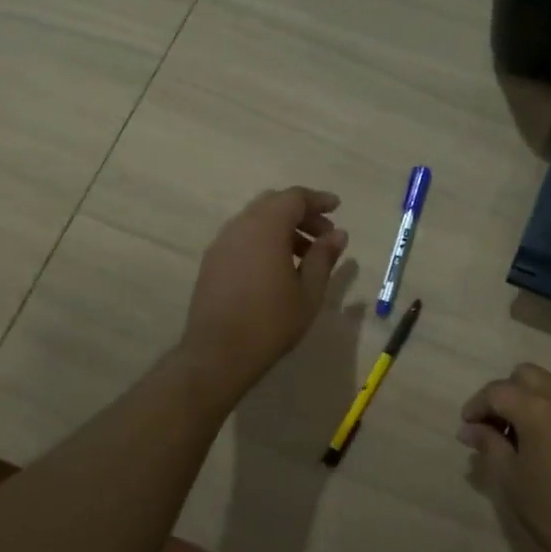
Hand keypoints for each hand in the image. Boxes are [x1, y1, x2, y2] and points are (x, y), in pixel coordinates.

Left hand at [179, 187, 348, 398]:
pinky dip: (264, 240)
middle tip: (324, 234)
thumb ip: (323, 257)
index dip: (318, 200)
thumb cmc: (271, 321)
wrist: (218, 353)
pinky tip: (277, 267)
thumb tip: (338, 234)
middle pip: (273, 204)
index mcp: (266, 228)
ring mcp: (221, 244)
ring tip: (304, 255)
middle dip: (301, 213)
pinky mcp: (212, 262)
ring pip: (256, 220)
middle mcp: (240, 227)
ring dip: (282, 228)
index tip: (337, 208)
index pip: (294, 198)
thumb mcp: (309, 291)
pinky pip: (242, 237)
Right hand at [459, 363, 550, 551]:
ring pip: (549, 385)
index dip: (477, 406)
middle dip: (504, 393)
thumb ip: (488, 444)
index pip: (498, 391)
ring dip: (527, 399)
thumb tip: (468, 429)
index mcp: (539, 410)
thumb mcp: (511, 479)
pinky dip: (549, 409)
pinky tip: (542, 442)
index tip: (467, 427)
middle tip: (492, 426)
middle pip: (525, 375)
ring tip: (516, 437)